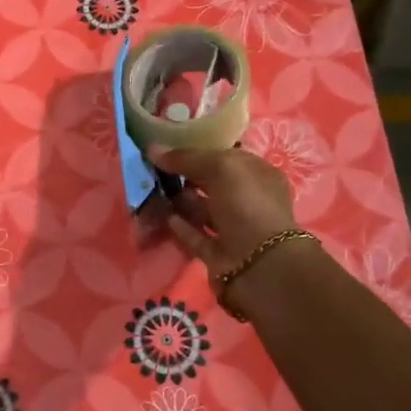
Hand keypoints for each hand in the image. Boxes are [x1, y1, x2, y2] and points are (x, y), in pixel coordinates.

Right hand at [150, 145, 310, 313]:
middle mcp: (247, 200)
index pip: (225, 157)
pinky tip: (164, 215)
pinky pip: (195, 234)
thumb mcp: (221, 168)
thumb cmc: (247, 205)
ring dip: (179, 200)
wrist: (259, 265)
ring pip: (200, 209)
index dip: (198, 149)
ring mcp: (233, 228)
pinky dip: (180, 226)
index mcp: (257, 174)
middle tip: (153, 167)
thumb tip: (152, 149)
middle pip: (210, 183)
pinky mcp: (217, 252)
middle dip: (185, 175)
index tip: (168, 144)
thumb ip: (186, 158)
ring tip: (152, 190)